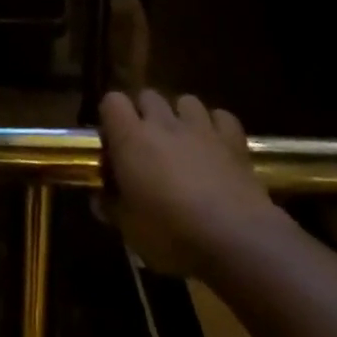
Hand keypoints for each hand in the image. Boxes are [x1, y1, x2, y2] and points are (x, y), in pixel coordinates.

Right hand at [97, 90, 284, 277]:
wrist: (237, 241)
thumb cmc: (173, 235)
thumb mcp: (130, 231)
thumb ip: (111, 208)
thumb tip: (99, 199)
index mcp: (131, 138)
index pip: (112, 101)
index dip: (111, 117)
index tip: (114, 143)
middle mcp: (163, 123)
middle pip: (148, 96)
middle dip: (146, 114)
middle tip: (148, 146)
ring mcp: (200, 128)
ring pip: (185, 101)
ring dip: (181, 117)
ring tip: (184, 142)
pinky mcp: (233, 140)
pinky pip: (222, 117)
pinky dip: (217, 127)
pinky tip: (216, 146)